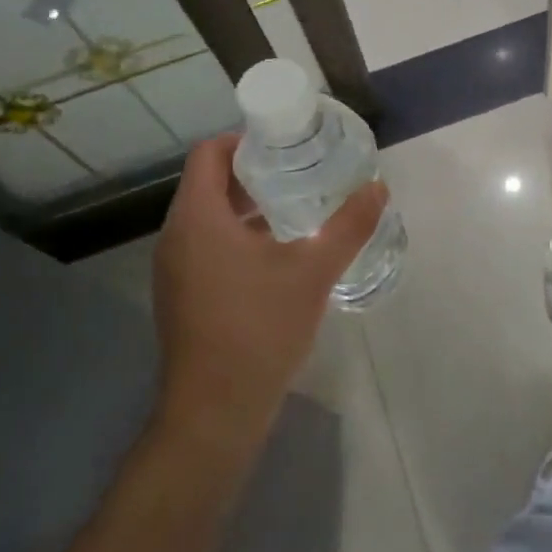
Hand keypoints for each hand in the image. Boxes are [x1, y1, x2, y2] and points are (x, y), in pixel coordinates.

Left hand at [150, 134, 387, 461]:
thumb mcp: (313, 272)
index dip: (244, 139)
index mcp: (198, 217)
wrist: (215, 412)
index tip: (284, 144)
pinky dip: (235, 235)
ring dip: (246, 206)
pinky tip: (276, 254)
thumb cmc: (259, 329)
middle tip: (298, 171)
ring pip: (207, 216)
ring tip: (294, 208)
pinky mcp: (181, 294)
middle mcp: (176, 235)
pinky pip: (205, 245)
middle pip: (208, 182)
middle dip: (252, 172)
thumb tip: (378, 188)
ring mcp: (174, 268)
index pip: (209, 153)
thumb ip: (348, 226)